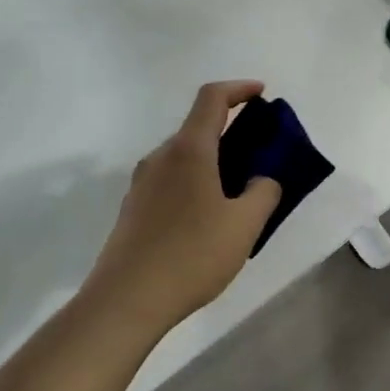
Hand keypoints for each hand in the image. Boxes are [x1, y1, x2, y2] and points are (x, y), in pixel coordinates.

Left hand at [82, 81, 282, 333]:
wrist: (125, 301)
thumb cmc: (191, 256)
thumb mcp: (244, 225)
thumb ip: (264, 192)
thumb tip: (262, 179)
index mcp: (189, 150)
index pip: (212, 98)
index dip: (239, 89)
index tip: (262, 94)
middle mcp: (161, 157)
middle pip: (199, 127)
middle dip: (233, 131)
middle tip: (261, 155)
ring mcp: (142, 183)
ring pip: (185, 157)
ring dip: (215, 161)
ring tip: (240, 192)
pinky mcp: (134, 208)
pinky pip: (172, 180)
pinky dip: (197, 182)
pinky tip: (210, 219)